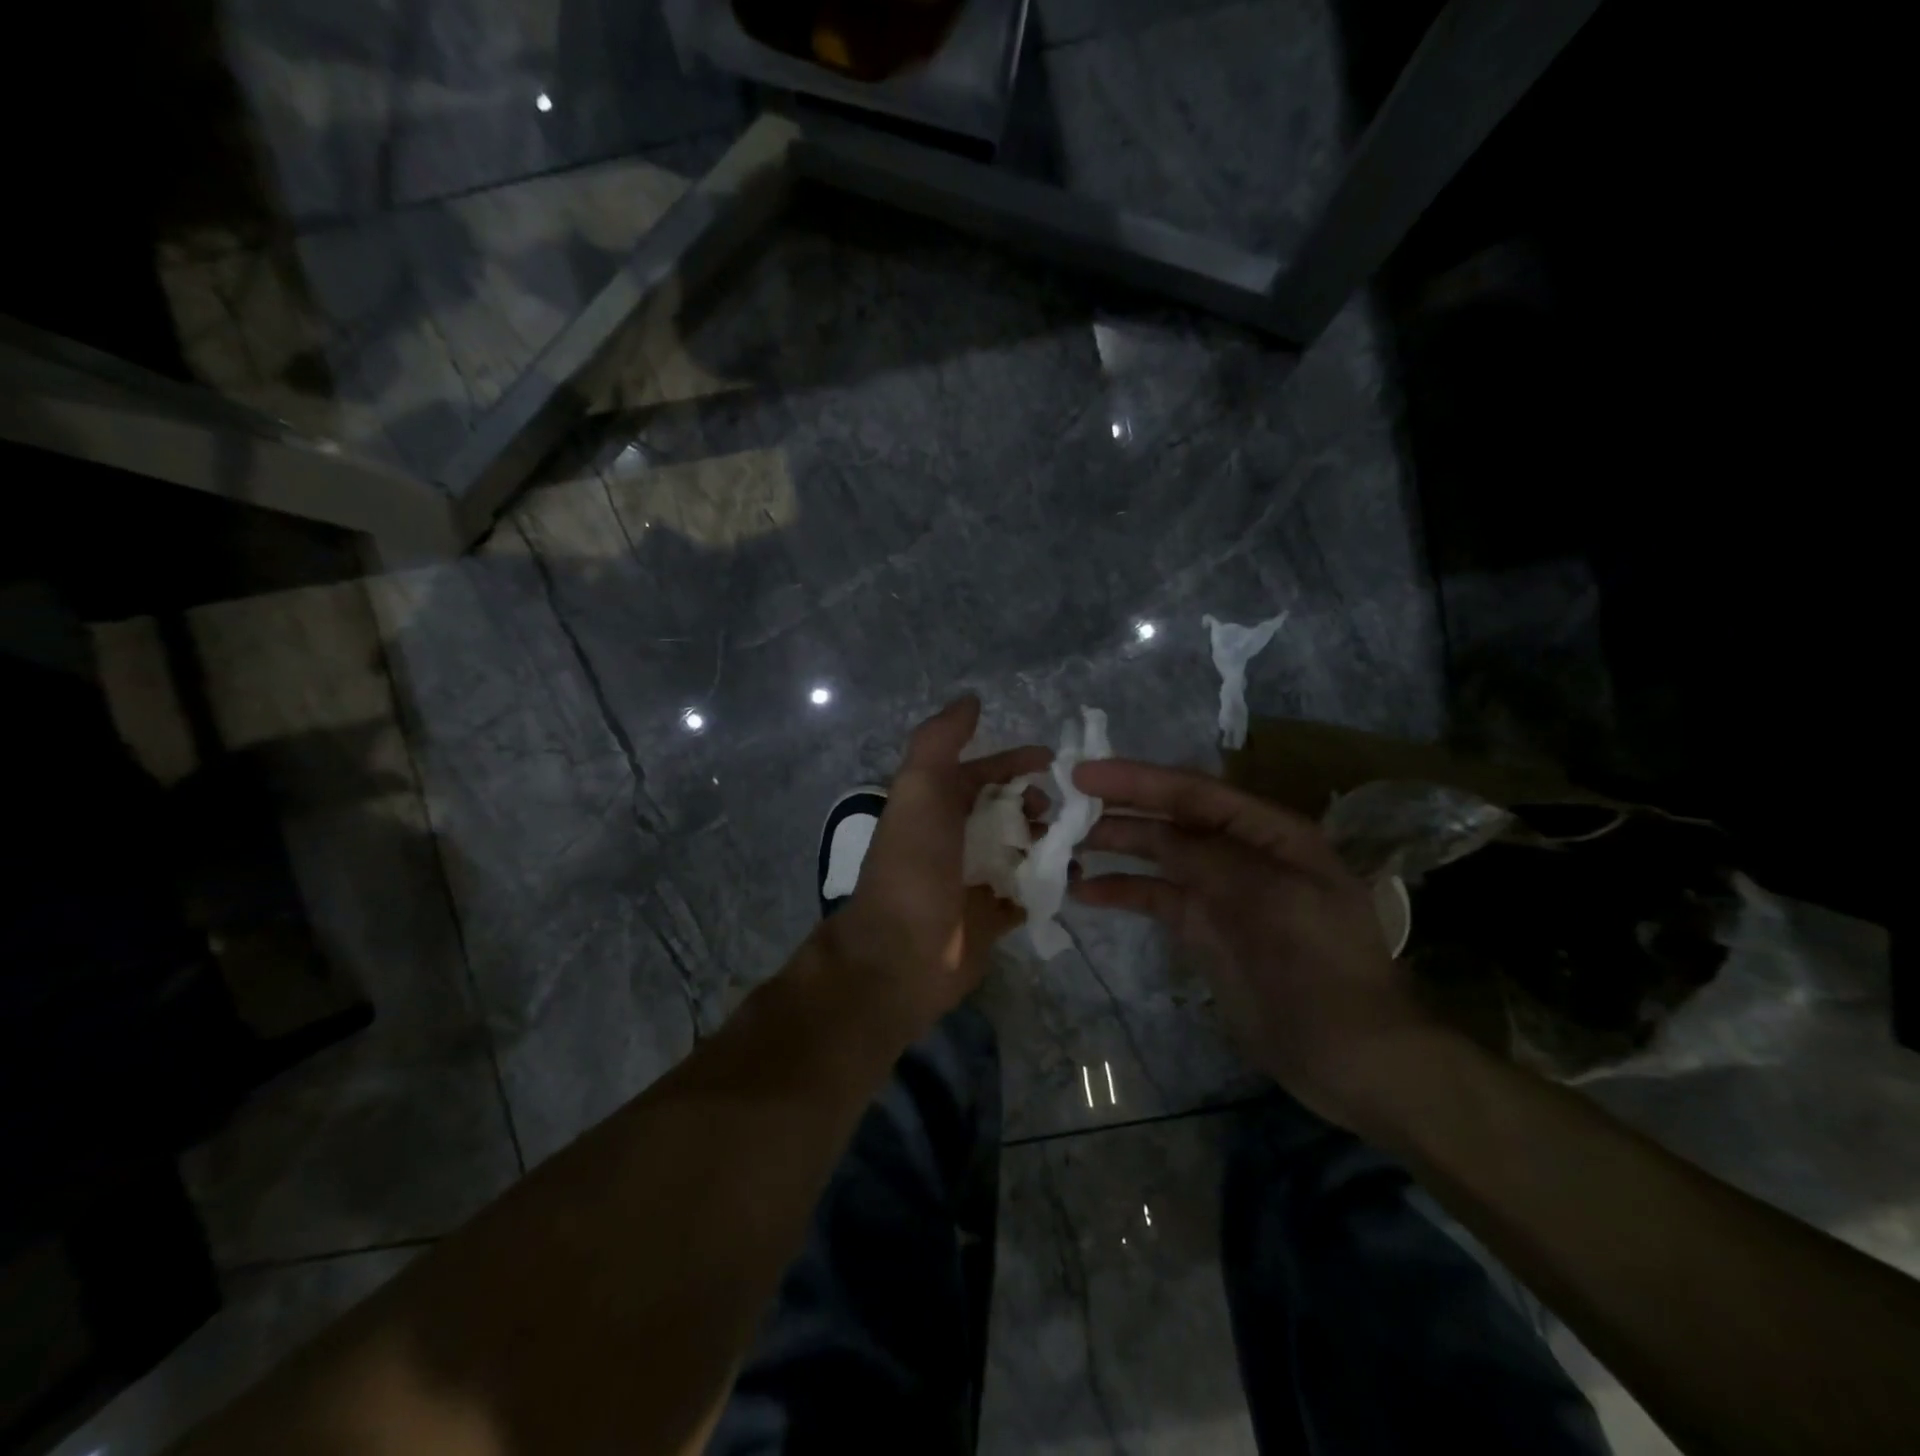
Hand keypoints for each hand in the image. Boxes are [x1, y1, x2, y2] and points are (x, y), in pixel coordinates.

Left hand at [822, 697, 1049, 1037]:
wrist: (901, 953)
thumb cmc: (914, 864)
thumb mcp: (920, 789)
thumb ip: (940, 740)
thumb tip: (971, 699)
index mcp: (935, 805)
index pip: (981, 771)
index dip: (1014, 761)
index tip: (1053, 761)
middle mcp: (954, 837)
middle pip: (1006, 809)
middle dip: (1036, 802)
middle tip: (1060, 812)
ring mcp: (973, 878)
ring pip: (1021, 848)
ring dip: (1048, 840)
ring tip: (1073, 843)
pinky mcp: (991, 917)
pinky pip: (1029, 892)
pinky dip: (1050, 882)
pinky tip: (1073, 878)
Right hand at [1070, 759, 1430, 1128]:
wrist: (1350, 1056)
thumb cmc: (1321, 968)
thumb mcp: (1271, 900)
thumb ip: (1210, 859)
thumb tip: (1155, 834)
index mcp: (1269, 833)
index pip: (1195, 792)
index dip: (1139, 779)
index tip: (1084, 773)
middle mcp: (1239, 852)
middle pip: (1170, 818)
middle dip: (1119, 807)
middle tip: (1061, 803)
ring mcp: (1218, 892)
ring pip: (1157, 855)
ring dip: (1113, 846)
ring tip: (1062, 843)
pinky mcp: (1201, 929)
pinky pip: (1154, 898)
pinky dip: (1120, 892)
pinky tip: (1084, 892)